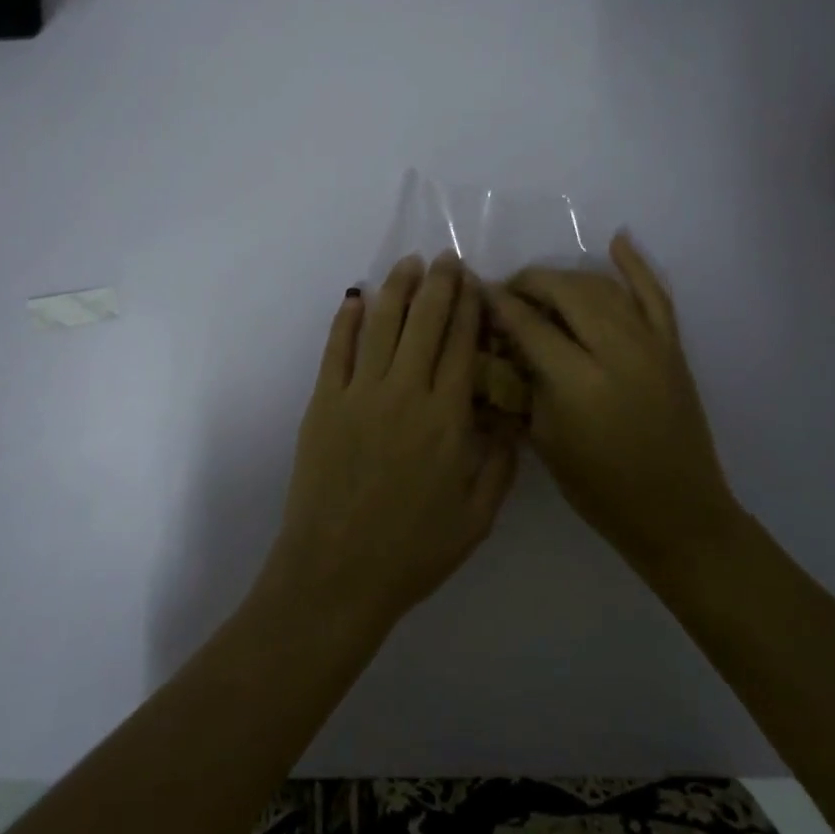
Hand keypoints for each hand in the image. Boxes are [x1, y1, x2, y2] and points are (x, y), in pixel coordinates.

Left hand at [258, 252, 518, 637]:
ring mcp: (359, 394)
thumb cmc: (413, 551)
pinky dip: (345, 319)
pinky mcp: (324, 403)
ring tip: (409, 263)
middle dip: (439, 285)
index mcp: (447, 418)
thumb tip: (510, 417)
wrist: (337, 574)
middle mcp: (405, 393)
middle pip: (425, 323)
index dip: (469, 308)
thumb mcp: (477, 518)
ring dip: (397, 289)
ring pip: (382, 325)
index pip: (462, 345)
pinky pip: (336, 350)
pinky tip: (355, 297)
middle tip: (445, 258)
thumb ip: (500, 463)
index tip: (474, 282)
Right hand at [484, 232, 741, 582]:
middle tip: (507, 293)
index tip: (477, 292)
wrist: (676, 512)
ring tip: (541, 287)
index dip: (499, 304)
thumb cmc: (600, 488)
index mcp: (578, 382)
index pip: (529, 324)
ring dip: (567, 278)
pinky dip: (636, 265)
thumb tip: (498, 342)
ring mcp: (651, 344)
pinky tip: (617, 241)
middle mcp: (617, 350)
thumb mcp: (544, 440)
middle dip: (530, 283)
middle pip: (565, 291)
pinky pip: (655, 293)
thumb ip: (521, 382)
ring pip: (602, 286)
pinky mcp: (672, 346)